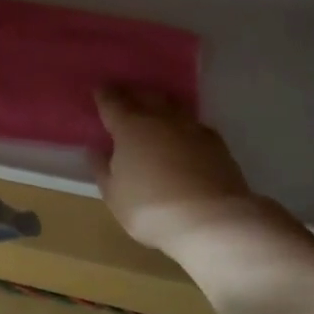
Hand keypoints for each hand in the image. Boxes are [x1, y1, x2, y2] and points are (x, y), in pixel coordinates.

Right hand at [91, 88, 281, 255]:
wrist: (213, 222)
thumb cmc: (151, 209)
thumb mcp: (114, 195)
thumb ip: (102, 169)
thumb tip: (96, 150)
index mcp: (130, 128)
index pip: (112, 102)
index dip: (104, 95)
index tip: (99, 91)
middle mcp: (161, 120)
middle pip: (145, 96)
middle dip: (133, 94)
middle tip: (125, 98)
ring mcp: (192, 129)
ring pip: (173, 106)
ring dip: (161, 106)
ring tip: (154, 113)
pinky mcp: (217, 144)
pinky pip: (193, 125)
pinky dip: (183, 126)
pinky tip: (182, 137)